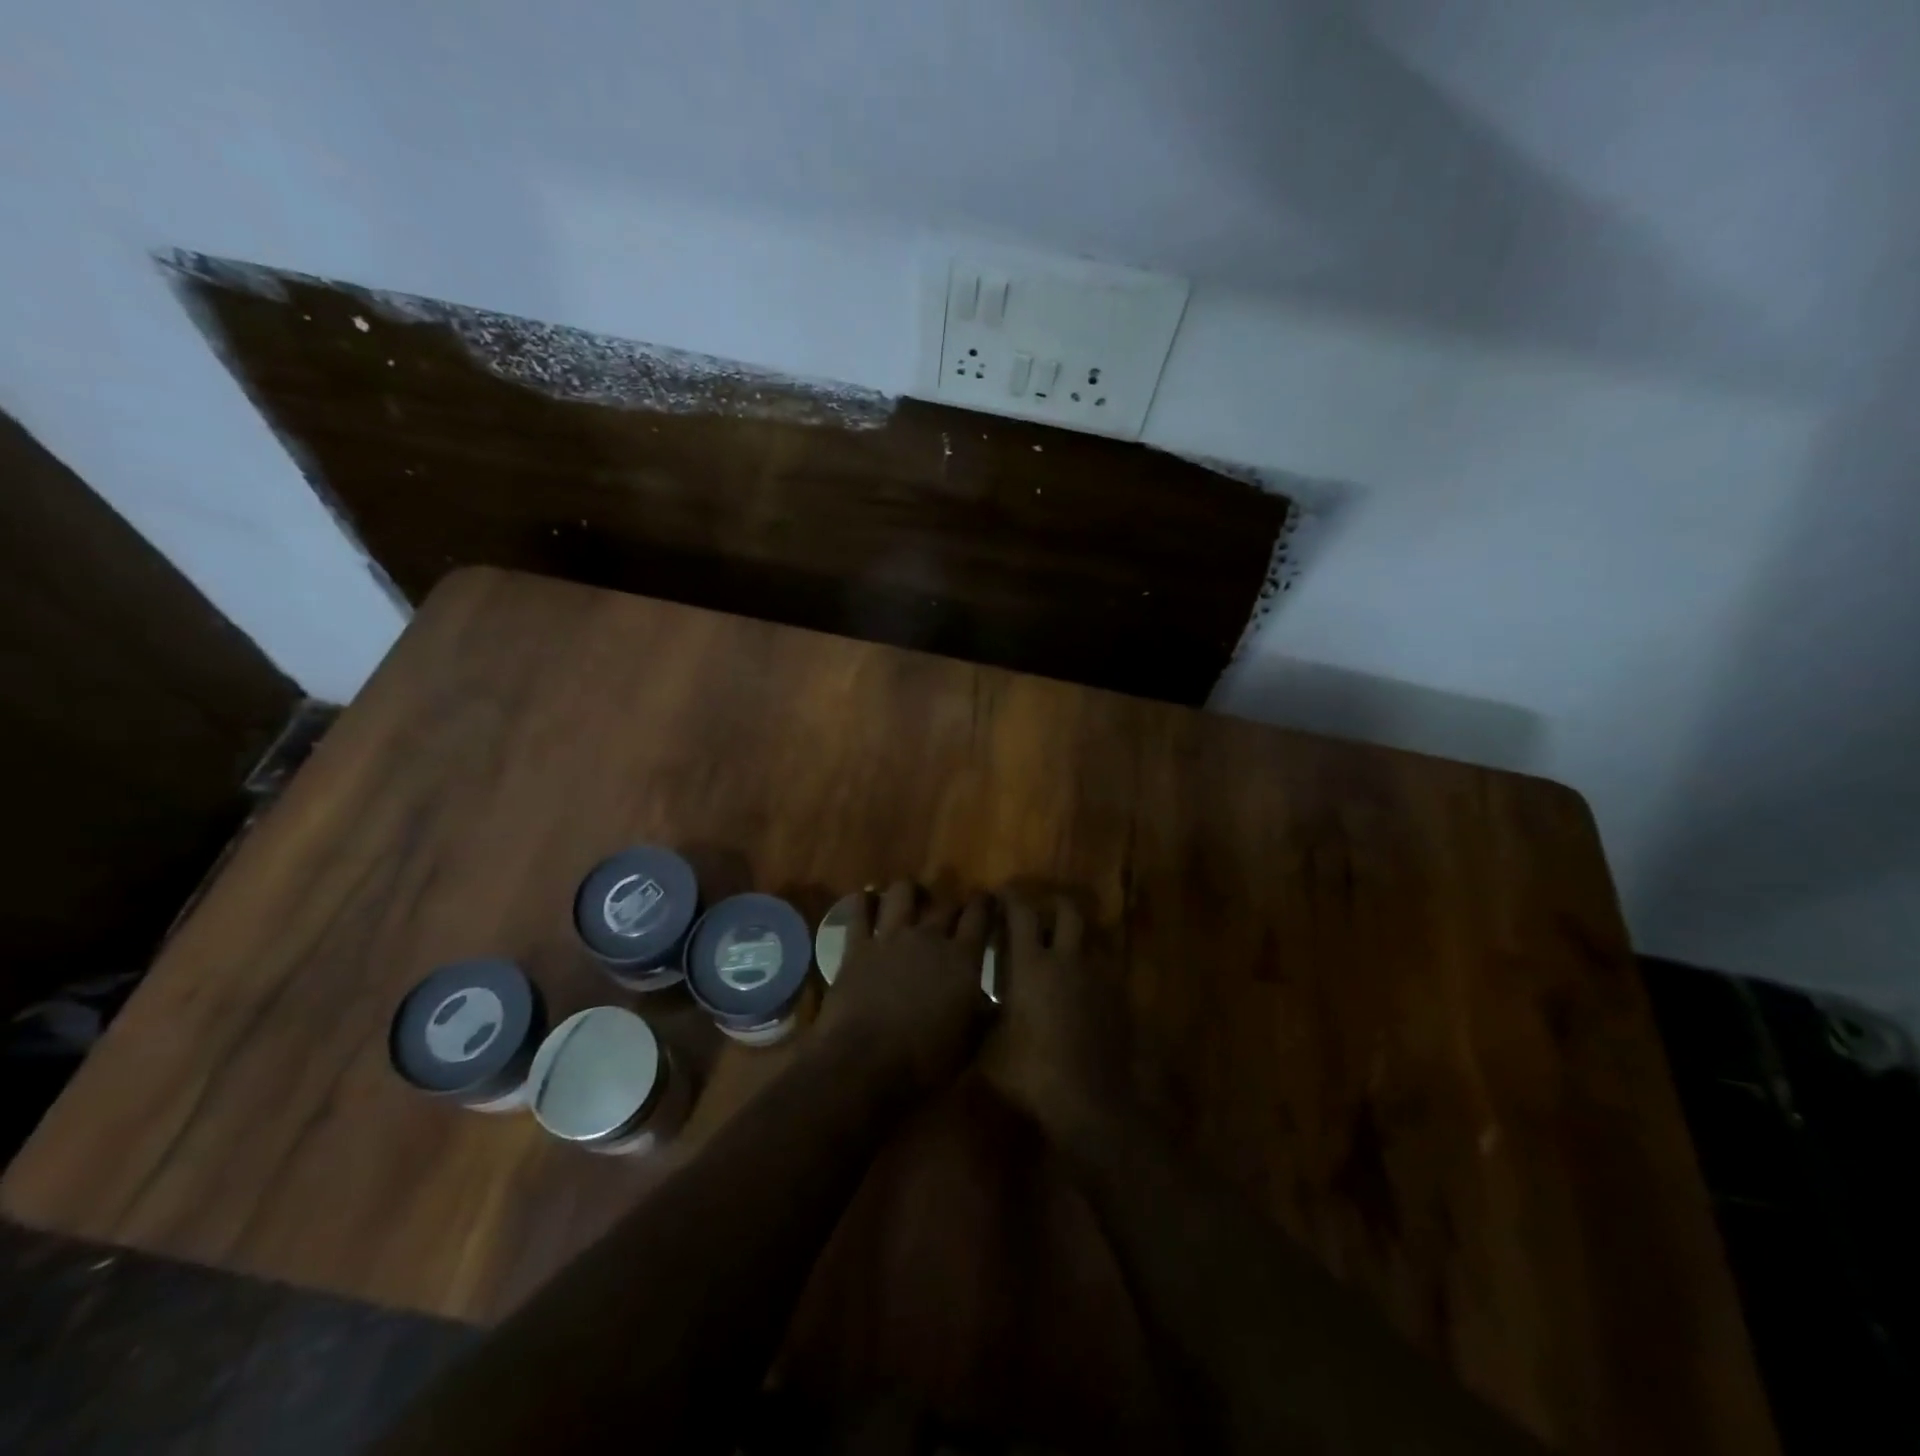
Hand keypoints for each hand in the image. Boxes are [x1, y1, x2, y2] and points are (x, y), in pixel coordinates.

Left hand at [813, 881, 991, 1099]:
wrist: (864, 1062)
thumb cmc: (924, 1061)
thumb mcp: (967, 1044)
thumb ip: (982, 1016)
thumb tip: (992, 1004)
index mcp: (962, 958)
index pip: (980, 916)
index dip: (985, 904)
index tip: (987, 901)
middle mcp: (928, 937)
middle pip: (945, 904)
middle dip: (952, 905)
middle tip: (952, 914)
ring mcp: (890, 937)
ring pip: (902, 893)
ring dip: (909, 892)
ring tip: (910, 899)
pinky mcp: (857, 946)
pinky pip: (859, 912)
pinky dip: (864, 902)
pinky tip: (867, 901)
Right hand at [980, 892, 1129, 1137]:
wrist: (1089, 1102)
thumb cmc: (1030, 1071)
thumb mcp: (989, 1046)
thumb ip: (982, 1015)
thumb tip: (974, 1001)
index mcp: (1032, 964)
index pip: (1021, 913)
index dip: (1010, 898)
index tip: (1001, 894)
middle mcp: (1068, 960)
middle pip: (1068, 911)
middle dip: (1053, 904)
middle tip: (1039, 913)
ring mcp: (1098, 978)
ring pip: (1091, 939)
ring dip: (1076, 938)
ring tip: (1062, 952)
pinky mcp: (1119, 1000)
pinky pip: (1104, 970)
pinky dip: (1090, 970)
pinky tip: (1081, 990)